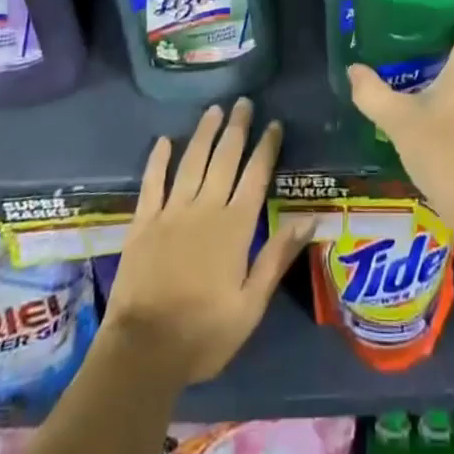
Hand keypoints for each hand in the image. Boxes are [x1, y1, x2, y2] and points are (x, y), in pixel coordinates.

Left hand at [103, 98, 312, 385]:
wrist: (144, 351)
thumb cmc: (204, 333)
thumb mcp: (251, 305)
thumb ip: (277, 257)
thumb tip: (309, 218)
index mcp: (235, 227)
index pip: (256, 176)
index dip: (266, 147)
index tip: (274, 123)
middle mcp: (205, 208)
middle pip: (224, 158)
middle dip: (237, 128)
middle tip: (244, 102)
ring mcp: (172, 211)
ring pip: (192, 161)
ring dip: (204, 133)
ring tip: (214, 109)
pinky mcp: (144, 222)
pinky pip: (152, 182)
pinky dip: (158, 160)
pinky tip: (163, 140)